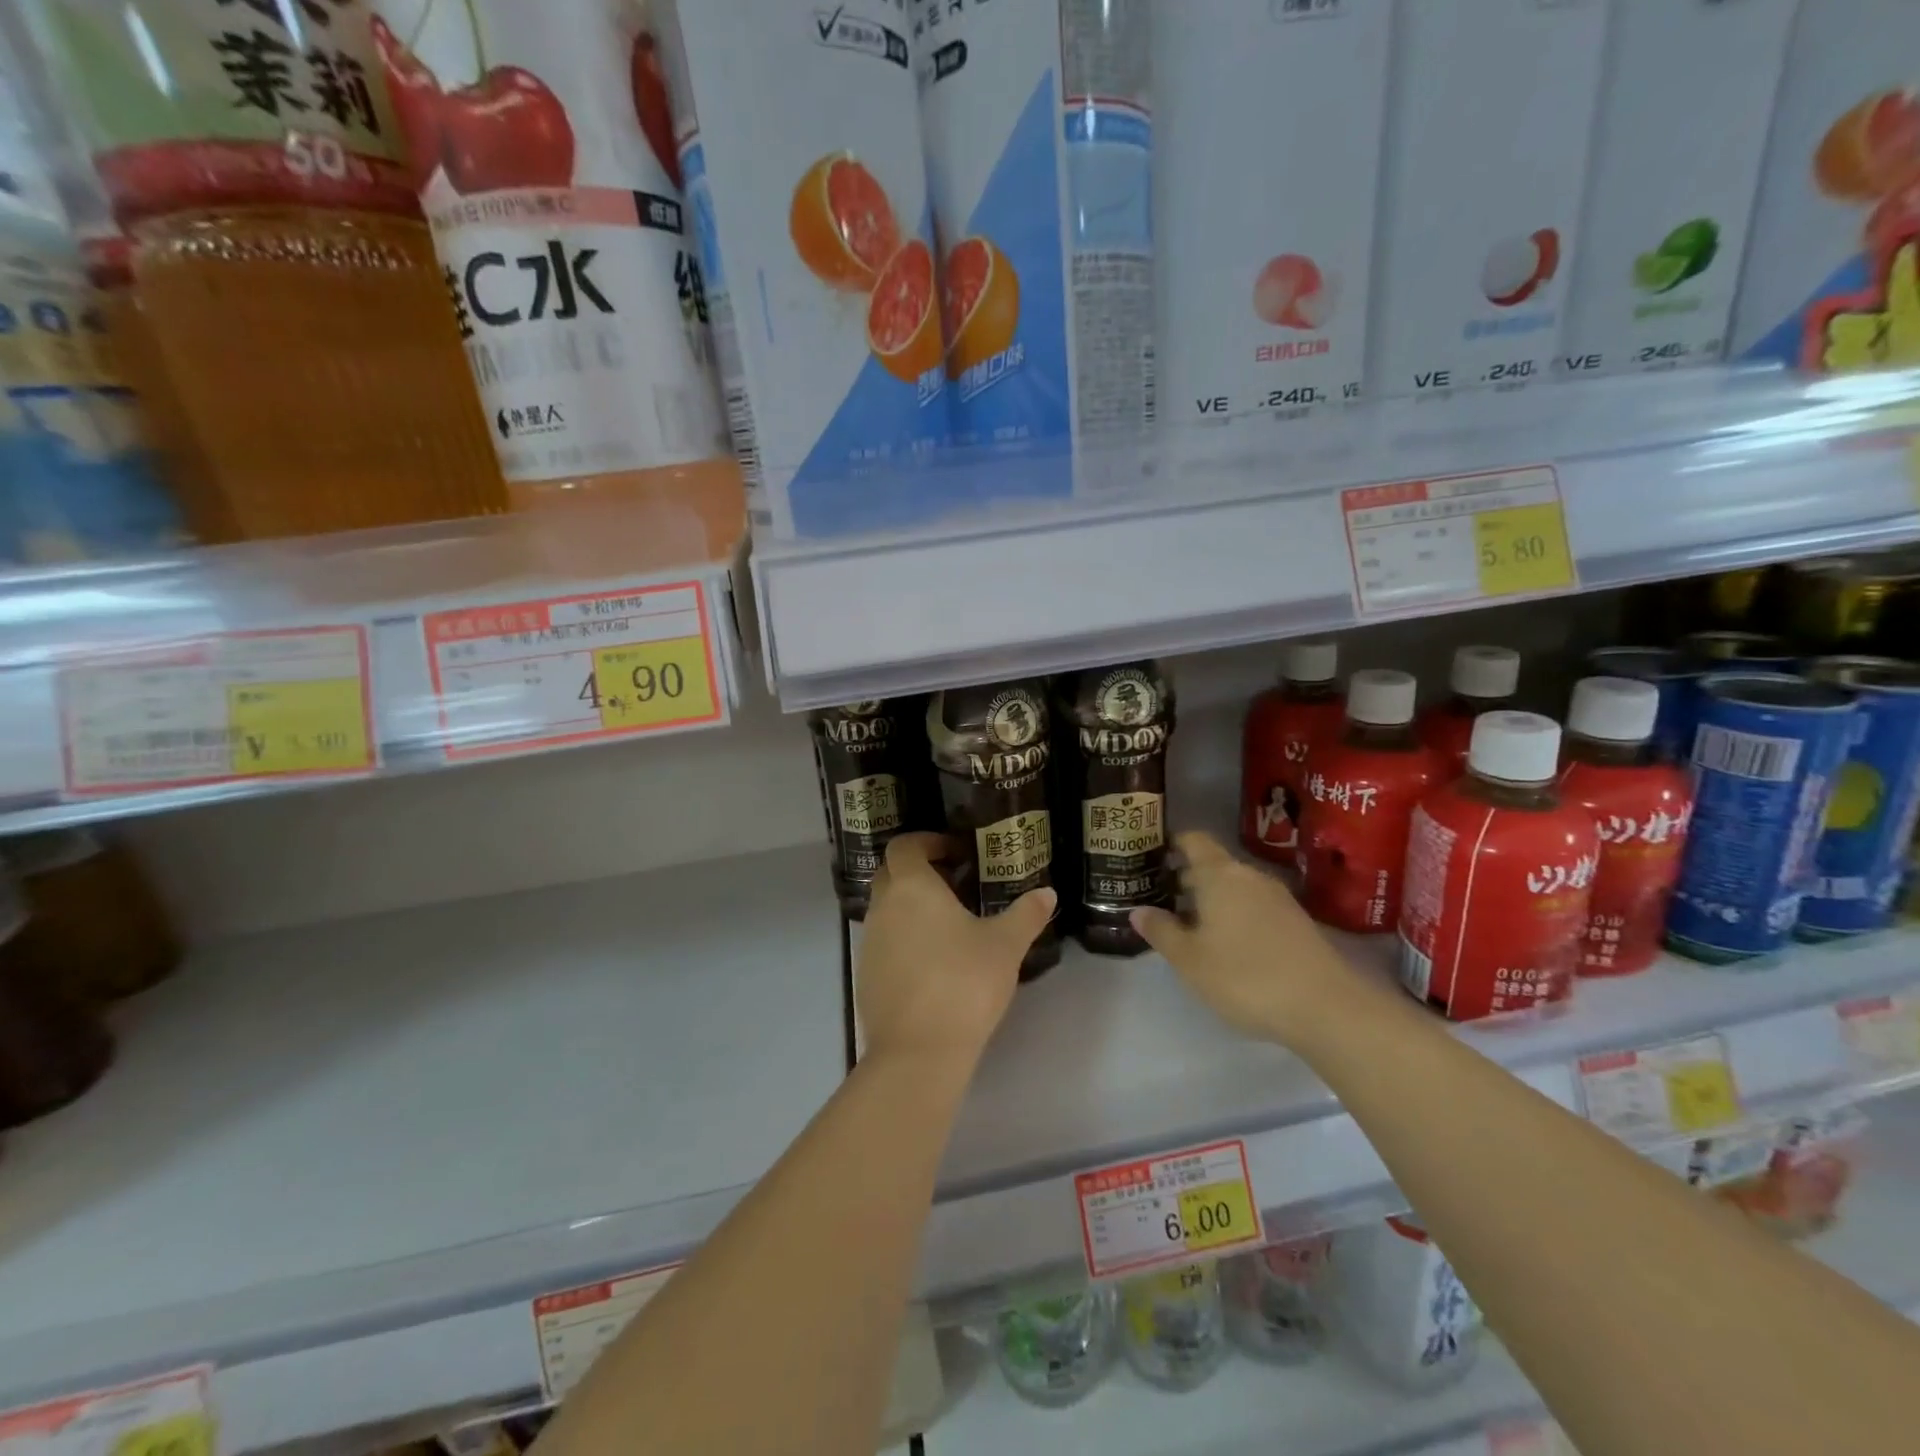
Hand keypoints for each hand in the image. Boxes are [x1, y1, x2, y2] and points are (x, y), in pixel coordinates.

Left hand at [856, 832, 1055, 1071]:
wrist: (918, 1052)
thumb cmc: (964, 983)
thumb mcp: (1005, 946)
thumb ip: (1026, 914)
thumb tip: (1047, 893)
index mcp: (912, 887)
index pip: (905, 846)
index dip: (928, 842)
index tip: (956, 854)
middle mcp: (883, 907)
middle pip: (891, 873)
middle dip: (919, 871)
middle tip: (956, 884)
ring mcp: (869, 942)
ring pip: (886, 908)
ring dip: (911, 906)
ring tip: (949, 925)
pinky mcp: (865, 974)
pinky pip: (883, 940)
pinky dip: (903, 937)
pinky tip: (933, 961)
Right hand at [1131, 831, 1359, 1046]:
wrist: (1327, 1008)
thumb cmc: (1245, 976)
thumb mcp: (1190, 960)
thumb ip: (1162, 931)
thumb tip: (1138, 910)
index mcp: (1220, 875)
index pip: (1193, 840)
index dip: (1172, 843)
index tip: (1151, 855)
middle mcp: (1249, 877)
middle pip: (1213, 864)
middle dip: (1186, 877)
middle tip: (1159, 897)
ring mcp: (1278, 899)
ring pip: (1234, 887)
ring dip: (1211, 899)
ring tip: (1188, 924)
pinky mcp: (1296, 922)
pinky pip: (1254, 905)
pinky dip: (1234, 914)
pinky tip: (1225, 943)